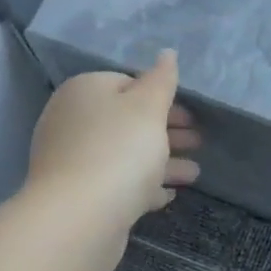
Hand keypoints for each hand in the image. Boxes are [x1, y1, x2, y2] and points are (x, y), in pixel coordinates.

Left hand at [25, 52, 199, 270]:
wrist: (79, 217)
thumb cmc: (119, 151)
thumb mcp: (148, 107)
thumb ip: (161, 80)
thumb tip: (167, 53)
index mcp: (85, 91)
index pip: (126, 83)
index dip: (160, 98)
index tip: (190, 116)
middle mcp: (72, 121)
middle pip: (126, 121)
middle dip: (165, 132)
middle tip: (198, 142)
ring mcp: (72, 160)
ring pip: (125, 154)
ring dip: (161, 162)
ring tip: (194, 175)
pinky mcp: (78, 195)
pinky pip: (117, 183)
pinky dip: (142, 185)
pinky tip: (166, 194)